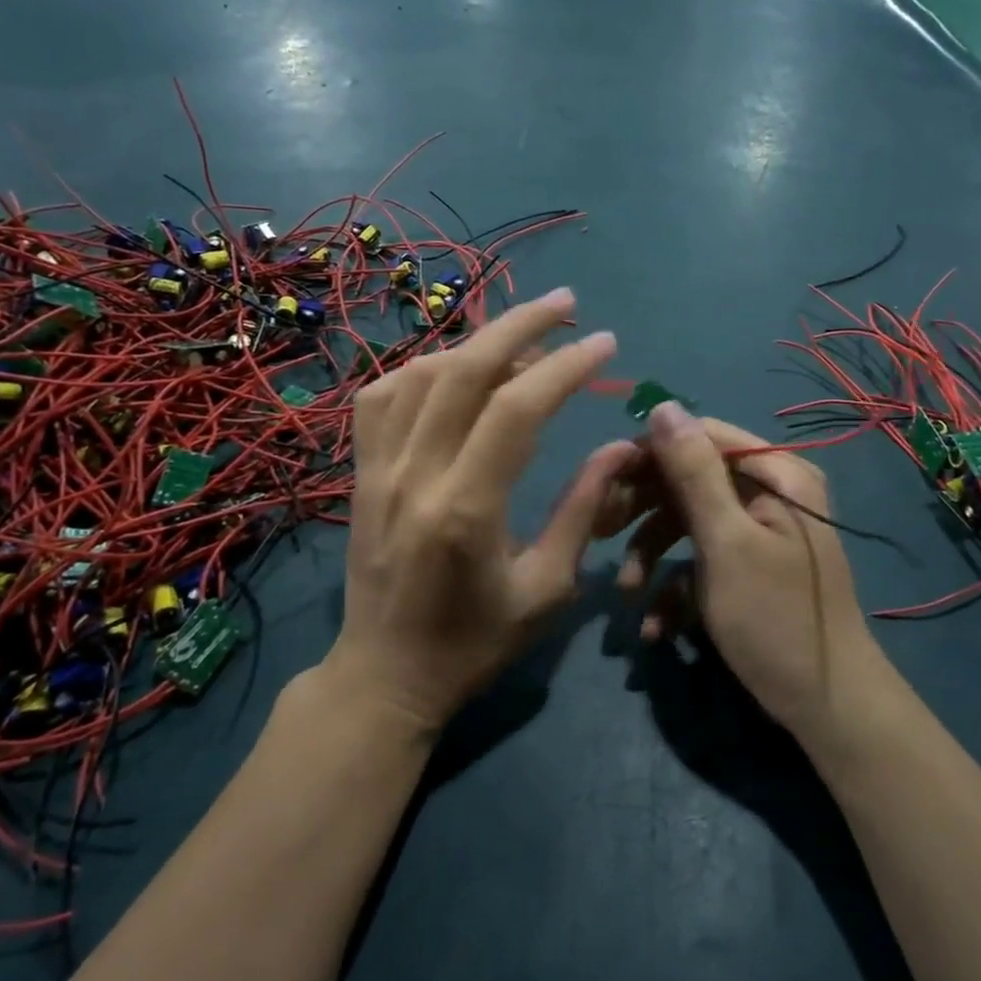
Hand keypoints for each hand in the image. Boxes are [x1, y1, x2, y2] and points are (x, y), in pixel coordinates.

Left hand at [324, 290, 636, 734]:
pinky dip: (420, 369)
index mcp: (466, 508)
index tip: (605, 343)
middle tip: (566, 303)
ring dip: (474, 343)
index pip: (518, 409)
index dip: (565, 367)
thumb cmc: (474, 644)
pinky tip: (451, 370)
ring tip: (520, 338)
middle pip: (465, 371)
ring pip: (420, 374)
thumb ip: (582, 511)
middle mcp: (415, 475)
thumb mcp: (546, 590)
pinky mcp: (359, 474)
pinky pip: (380, 398)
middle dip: (521, 326)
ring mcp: (377, 470)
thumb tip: (621, 448)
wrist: (384, 677)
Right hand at [602, 406, 884, 743]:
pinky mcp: (745, 566)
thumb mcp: (726, 543)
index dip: (650, 451)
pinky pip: (700, 558)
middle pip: (689, 479)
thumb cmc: (775, 619)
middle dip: (644, 510)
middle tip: (602, 532)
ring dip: (652, 555)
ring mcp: (757, 530)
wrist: (826, 707)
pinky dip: (675, 587)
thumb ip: (693, 473)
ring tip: (626, 594)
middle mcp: (769, 490)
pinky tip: (655, 626)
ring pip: (687, 521)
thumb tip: (663, 405)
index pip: (701, 435)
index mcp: (776, 473)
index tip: (603, 479)